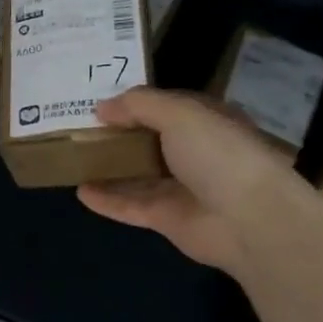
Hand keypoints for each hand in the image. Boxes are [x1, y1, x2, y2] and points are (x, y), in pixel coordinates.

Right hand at [77, 87, 293, 271]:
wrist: (248, 220)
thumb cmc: (219, 155)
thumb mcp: (180, 113)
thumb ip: (139, 105)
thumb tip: (102, 107)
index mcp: (206, 122)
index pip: (166, 108)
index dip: (135, 104)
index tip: (99, 101)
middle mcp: (194, 154)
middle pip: (148, 141)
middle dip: (117, 135)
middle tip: (77, 128)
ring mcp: (180, 188)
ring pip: (136, 175)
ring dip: (108, 168)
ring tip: (73, 158)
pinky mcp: (166, 218)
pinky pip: (130, 206)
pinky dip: (106, 199)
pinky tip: (80, 191)